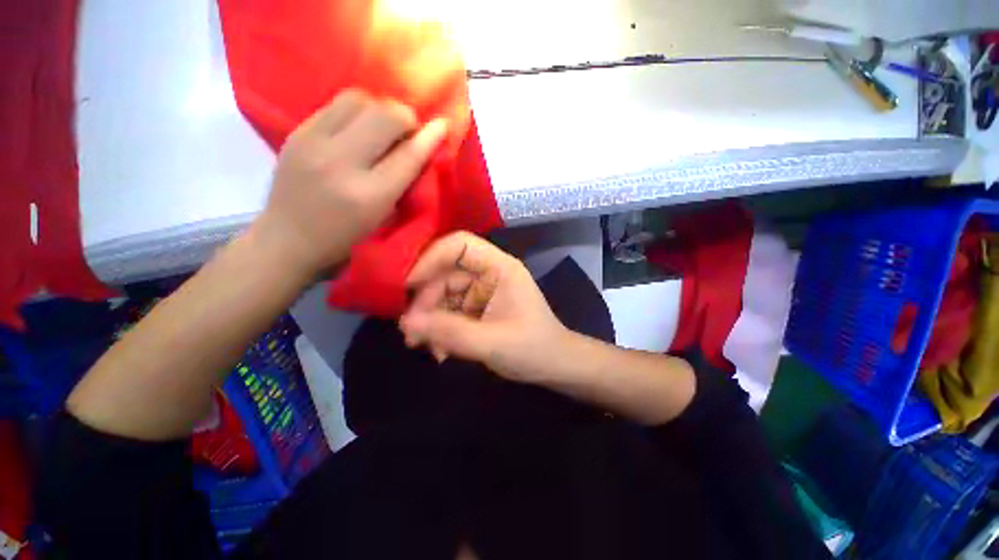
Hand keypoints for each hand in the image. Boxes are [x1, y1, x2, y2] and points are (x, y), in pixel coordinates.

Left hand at [255, 89, 447, 276]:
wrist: (287, 238)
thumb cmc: (345, 239)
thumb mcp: (383, 218)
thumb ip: (405, 183)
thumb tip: (425, 146)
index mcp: (369, 197)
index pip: (408, 156)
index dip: (429, 138)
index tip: (442, 126)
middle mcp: (340, 163)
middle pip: (385, 115)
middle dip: (405, 119)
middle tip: (407, 133)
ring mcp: (313, 142)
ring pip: (359, 99)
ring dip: (380, 110)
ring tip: (382, 129)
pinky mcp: (297, 131)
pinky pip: (336, 104)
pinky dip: (357, 111)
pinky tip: (358, 130)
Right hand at [399, 232, 570, 383]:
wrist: (555, 367)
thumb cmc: (532, 349)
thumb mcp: (491, 342)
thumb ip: (449, 331)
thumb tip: (406, 322)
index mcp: (500, 268)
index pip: (460, 245)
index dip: (430, 258)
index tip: (406, 284)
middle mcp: (489, 274)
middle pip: (446, 274)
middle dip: (425, 301)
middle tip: (409, 331)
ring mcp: (482, 292)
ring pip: (444, 296)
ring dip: (430, 319)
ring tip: (419, 344)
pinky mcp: (478, 310)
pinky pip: (450, 313)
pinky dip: (441, 329)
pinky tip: (440, 351)